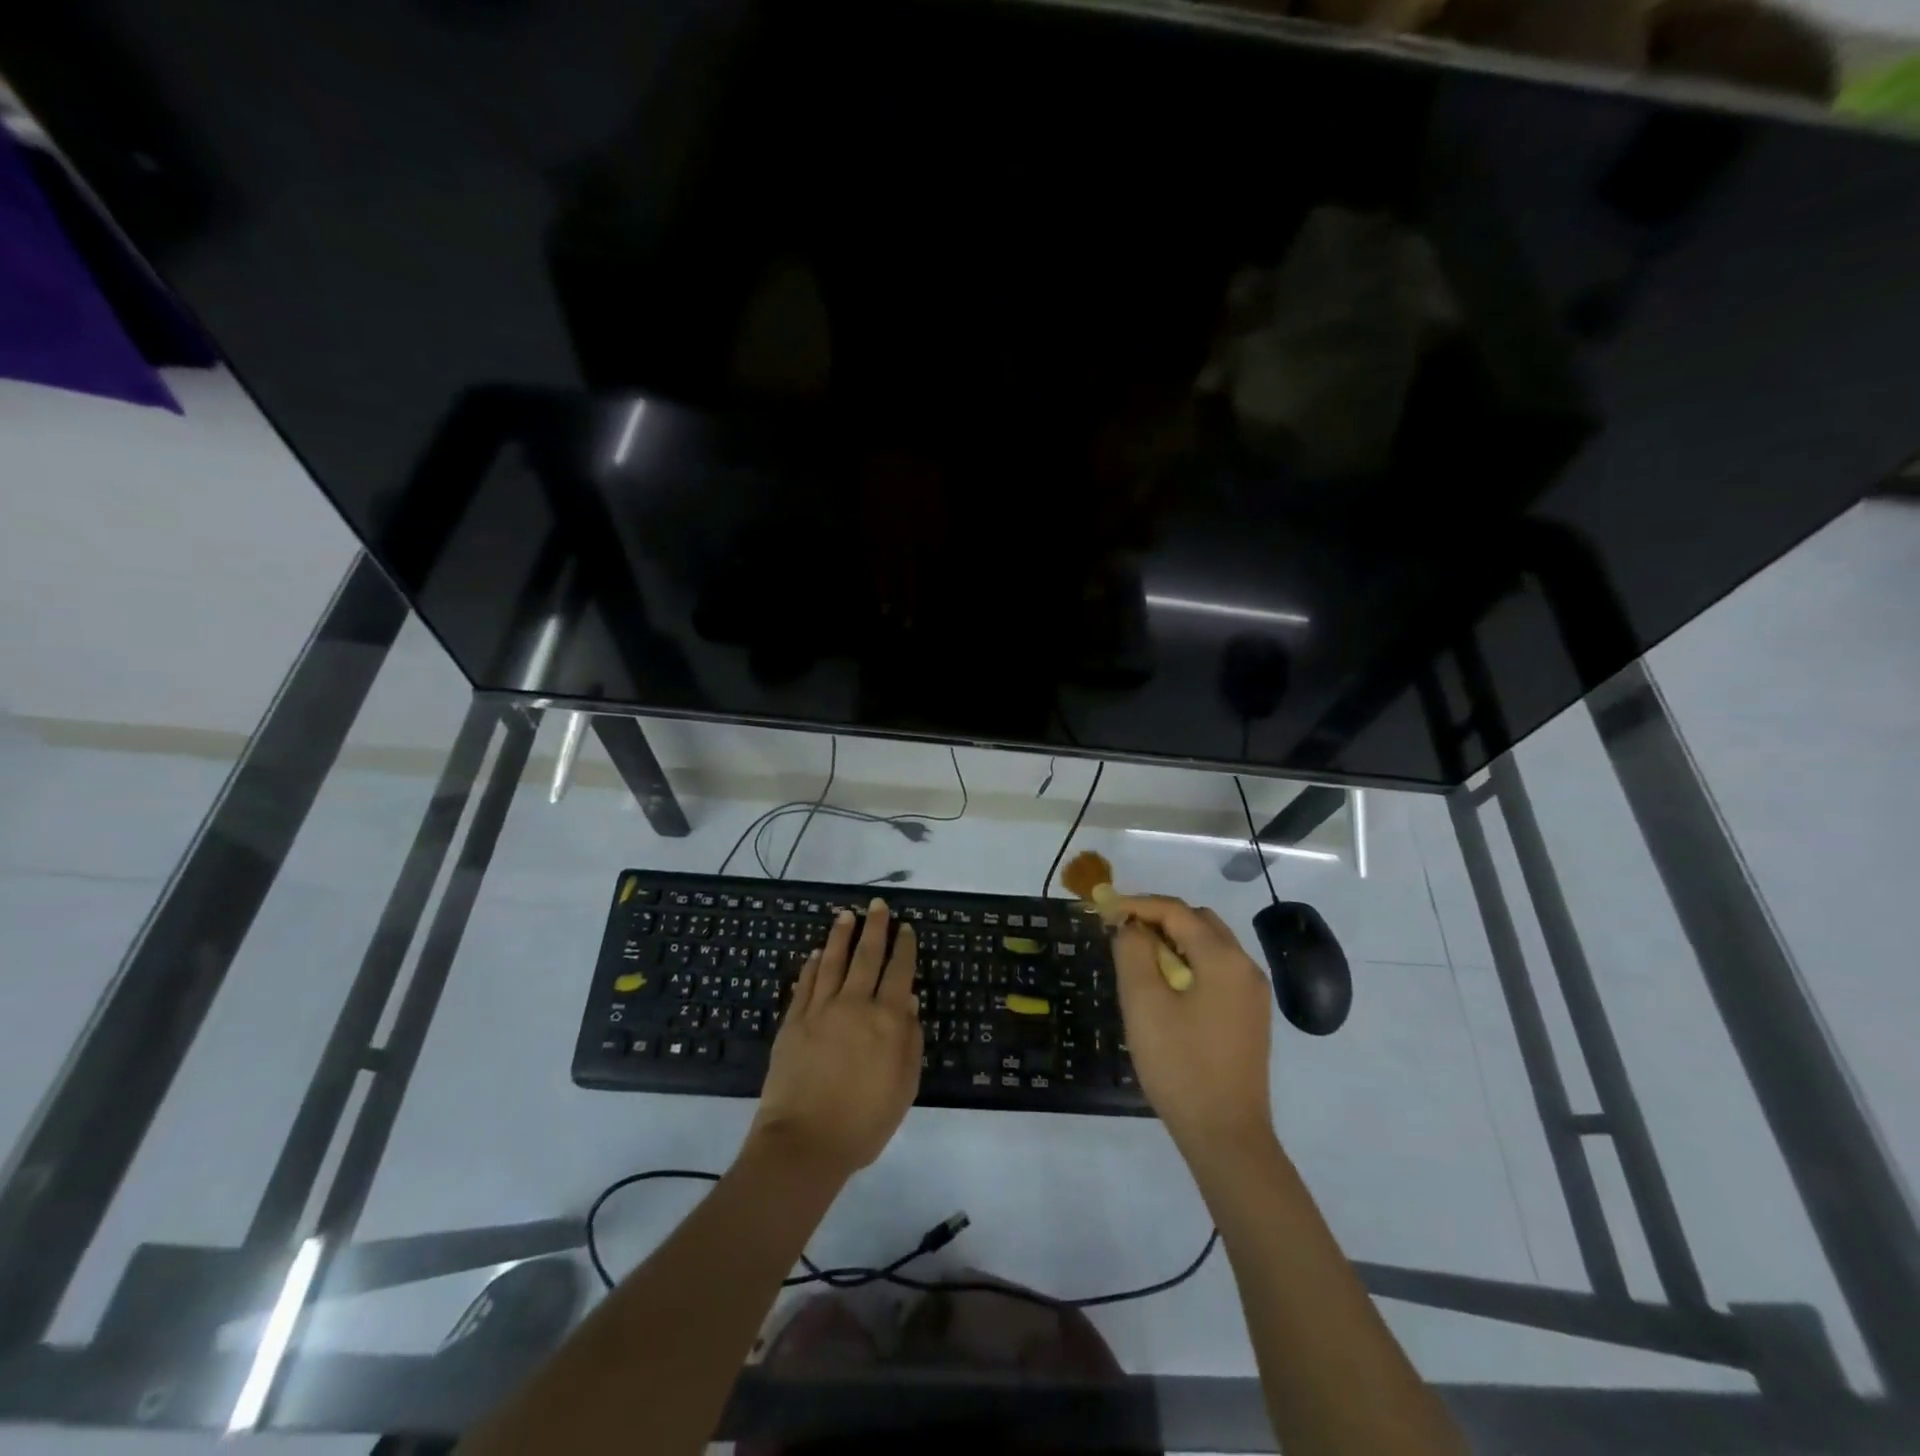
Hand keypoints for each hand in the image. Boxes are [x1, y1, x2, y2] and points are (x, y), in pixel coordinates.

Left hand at [750, 899, 922, 1181]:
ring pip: (833, 962)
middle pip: (867, 956)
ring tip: (846, 915)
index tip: (906, 927)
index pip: (899, 972)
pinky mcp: (793, 1021)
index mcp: (886, 1020)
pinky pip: (805, 984)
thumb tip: (908, 1000)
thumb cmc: (864, 1121)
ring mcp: (820, 1010)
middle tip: (878, 905)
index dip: (904, 948)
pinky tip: (817, 953)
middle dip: (875, 928)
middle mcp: (854, 1005)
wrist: (805, 1142)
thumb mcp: (904, 1086)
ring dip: (841, 936)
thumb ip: (909, 1040)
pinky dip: (812, 965)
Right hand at [1110, 896, 1274, 1160]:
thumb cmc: (1180, 1065)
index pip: (1177, 911)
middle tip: (1121, 932)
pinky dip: (1189, 962)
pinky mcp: (1249, 1015)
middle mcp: (1246, 967)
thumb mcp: (1144, 1003)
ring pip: (1210, 945)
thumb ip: (1133, 952)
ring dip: (1173, 940)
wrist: (1226, 1135)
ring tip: (1138, 957)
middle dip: (1158, 918)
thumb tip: (1131, 926)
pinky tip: (1166, 985)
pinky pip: (1217, 970)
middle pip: (1198, 921)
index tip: (1103, 911)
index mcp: (1223, 959)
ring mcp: (1252, 993)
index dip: (1137, 905)